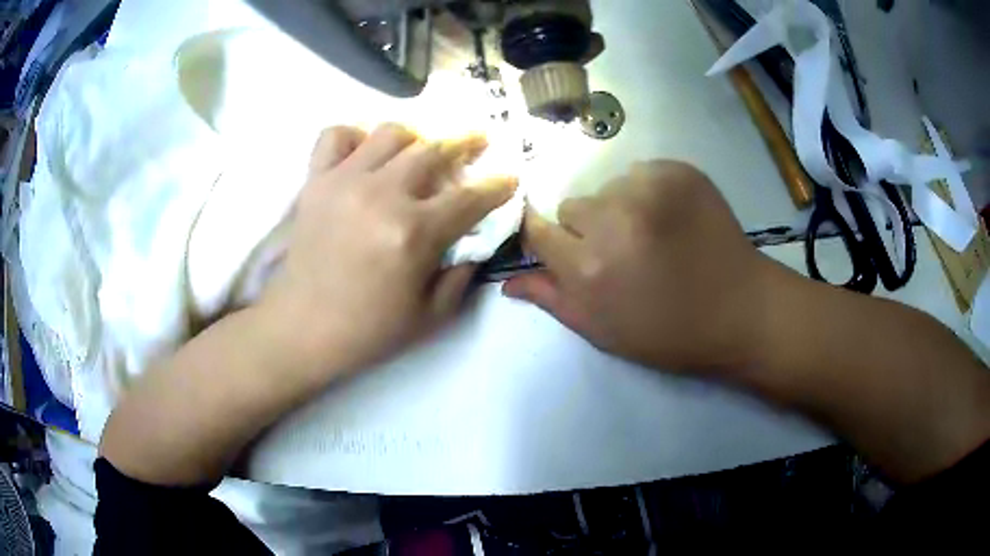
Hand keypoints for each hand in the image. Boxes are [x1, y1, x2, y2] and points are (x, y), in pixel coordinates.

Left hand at [264, 124, 516, 377]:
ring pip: (391, 132)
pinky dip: (354, 137)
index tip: (510, 177)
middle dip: (466, 142)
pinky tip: (364, 153)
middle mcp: (382, 195)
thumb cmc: (369, 328)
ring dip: (415, 137)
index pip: (471, 197)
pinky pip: (335, 136)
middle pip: (435, 150)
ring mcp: (344, 181)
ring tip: (420, 149)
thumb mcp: (432, 316)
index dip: (498, 185)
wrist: (303, 328)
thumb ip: (463, 274)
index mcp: (414, 232)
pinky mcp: (315, 181)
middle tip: (478, 141)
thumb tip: (476, 239)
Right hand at [504, 161, 773, 373]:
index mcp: (590, 269)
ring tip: (653, 236)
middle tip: (621, 253)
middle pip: (572, 206)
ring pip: (607, 188)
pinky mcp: (678, 171)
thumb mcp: (604, 331)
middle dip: (587, 229)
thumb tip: (508, 281)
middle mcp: (614, 220)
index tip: (561, 247)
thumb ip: (553, 300)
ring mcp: (650, 189)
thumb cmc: (670, 332)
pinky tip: (672, 219)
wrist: (740, 310)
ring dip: (619, 209)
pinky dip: (648, 192)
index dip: (546, 238)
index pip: (537, 229)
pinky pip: (640, 173)